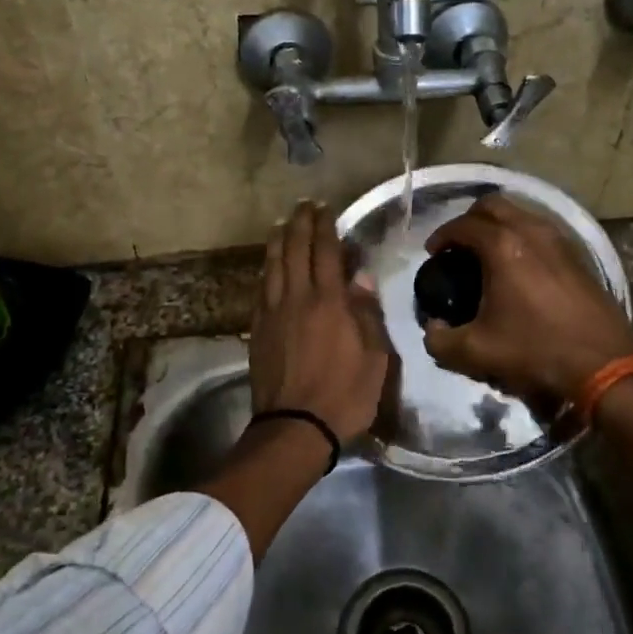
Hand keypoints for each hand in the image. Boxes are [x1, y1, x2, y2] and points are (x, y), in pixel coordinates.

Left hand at [250, 201, 389, 441]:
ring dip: (277, 242)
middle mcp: (297, 299)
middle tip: (302, 206)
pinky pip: (261, 290)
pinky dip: (266, 270)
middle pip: (294, 251)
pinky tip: (268, 267)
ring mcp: (272, 314)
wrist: (295, 428)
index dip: (324, 227)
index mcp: (328, 302)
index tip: (324, 208)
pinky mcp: (257, 331)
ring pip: (272, 267)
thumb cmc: (344, 394)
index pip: (325, 252)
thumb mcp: (375, 358)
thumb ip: (367, 314)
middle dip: (299, 225)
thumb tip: (360, 279)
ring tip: (281, 225)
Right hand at [421, 193, 632, 405]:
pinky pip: (541, 230)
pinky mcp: (577, 255)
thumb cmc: (536, 351)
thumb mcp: (476, 352)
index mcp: (502, 246)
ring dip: (498, 226)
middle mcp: (531, 231)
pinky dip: (522, 237)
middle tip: (458, 247)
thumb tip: (433, 328)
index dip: (441, 236)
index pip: (462, 225)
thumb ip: (439, 340)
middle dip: (469, 220)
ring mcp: (559, 240)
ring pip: (521, 214)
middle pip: (492, 205)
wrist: (604, 364)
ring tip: (486, 256)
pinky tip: (518, 269)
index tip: (433, 255)